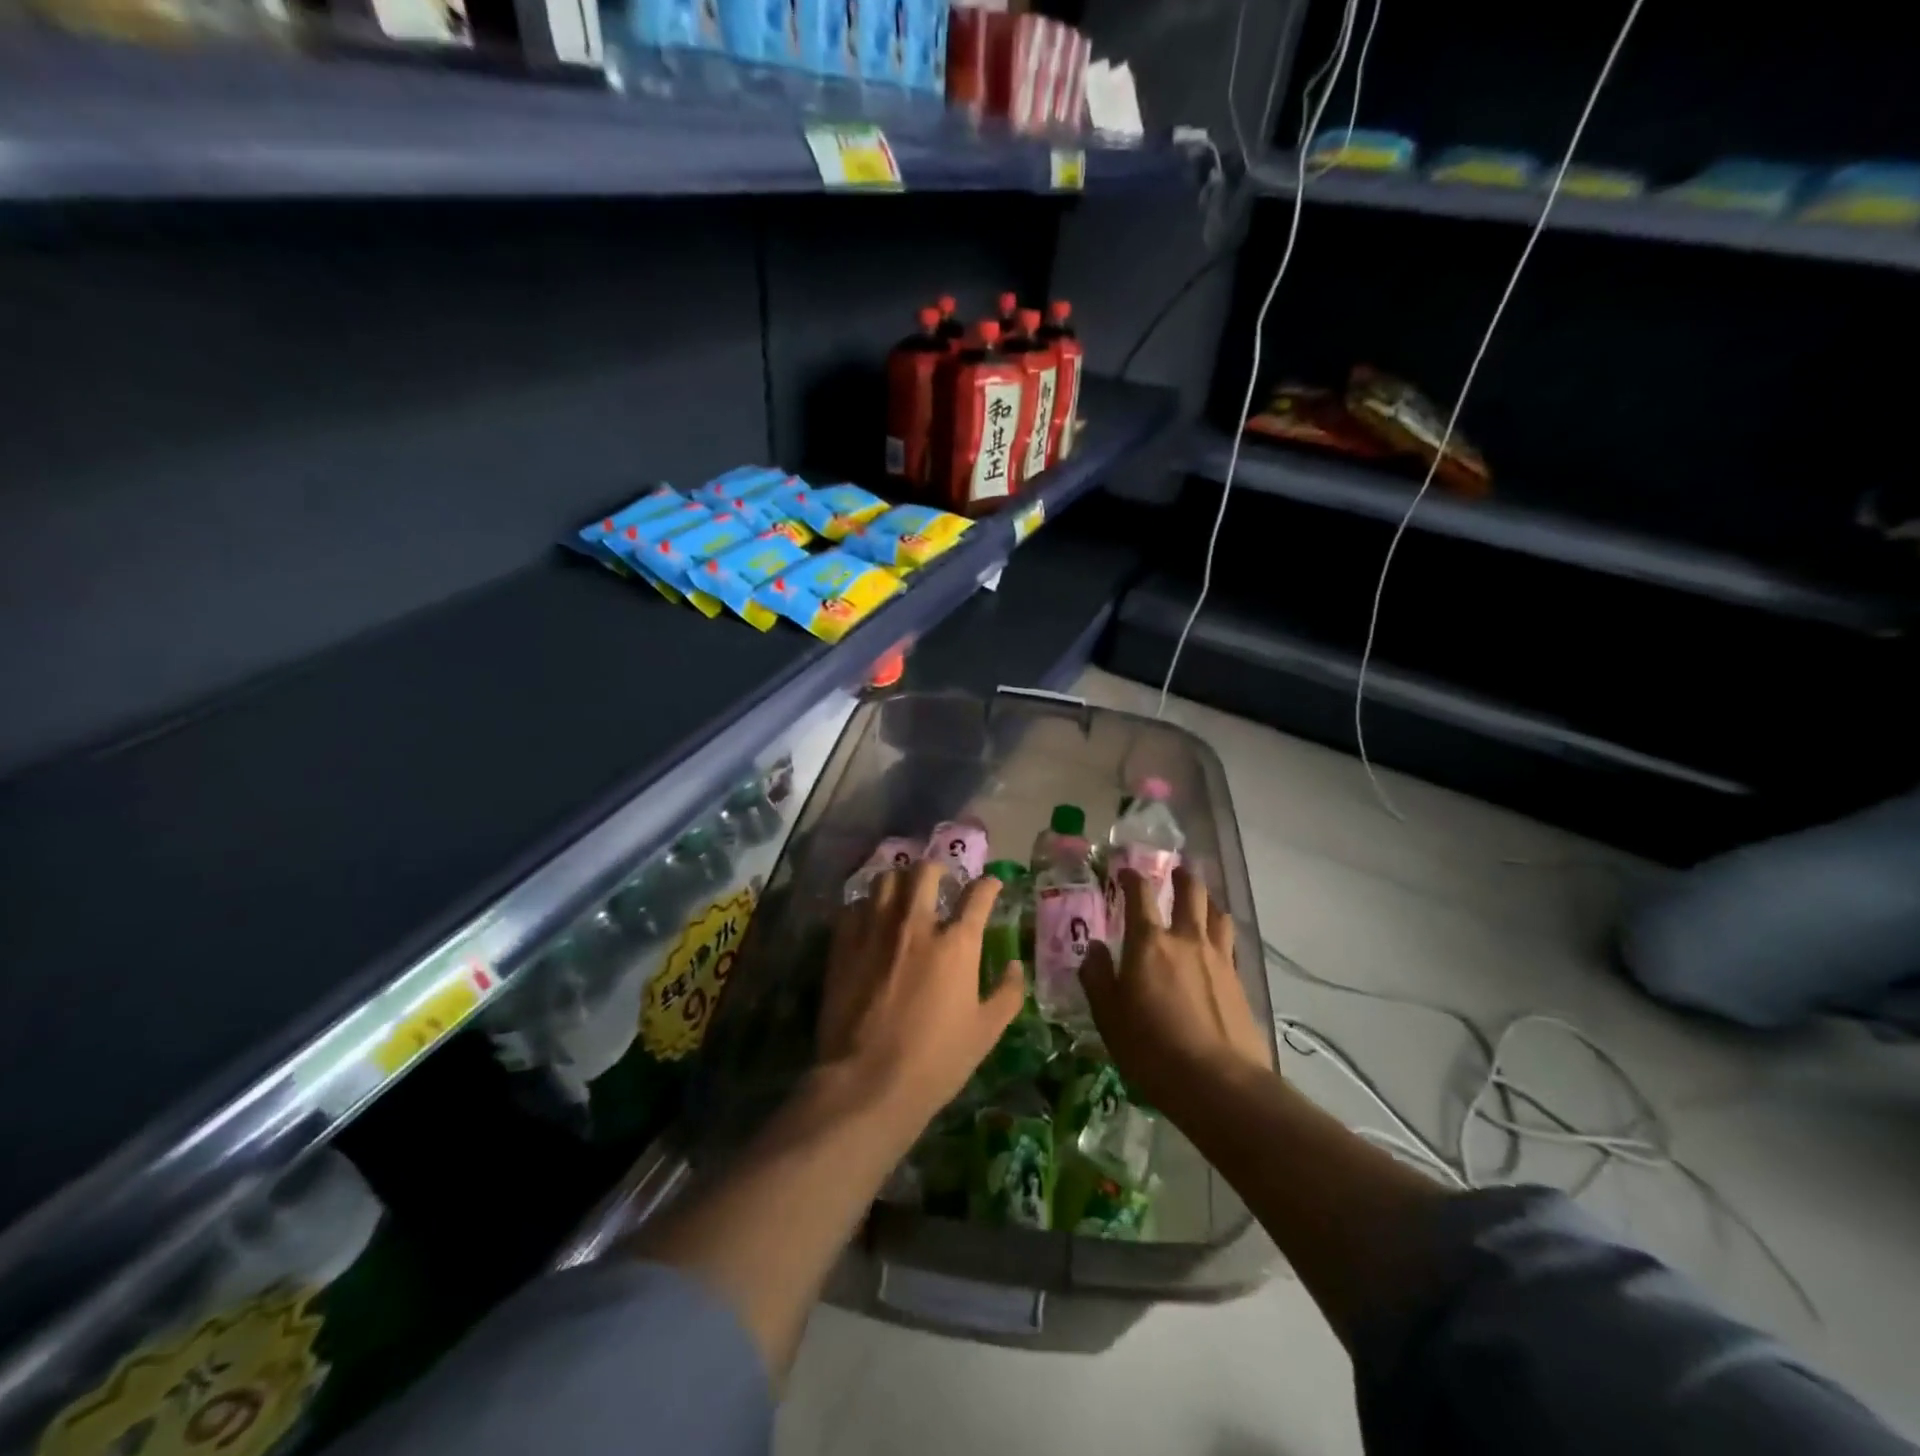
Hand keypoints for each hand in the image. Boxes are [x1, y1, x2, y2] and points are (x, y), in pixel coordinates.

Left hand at [819, 860, 1023, 1129]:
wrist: (867, 1082)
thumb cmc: (935, 1061)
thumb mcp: (986, 1033)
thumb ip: (1007, 994)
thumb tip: (1016, 967)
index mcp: (957, 943)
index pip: (978, 895)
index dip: (989, 885)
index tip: (992, 885)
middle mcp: (916, 924)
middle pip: (926, 872)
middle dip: (938, 870)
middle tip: (940, 883)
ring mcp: (875, 930)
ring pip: (886, 879)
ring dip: (899, 882)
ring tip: (902, 894)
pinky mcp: (843, 944)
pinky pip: (854, 906)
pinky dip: (866, 907)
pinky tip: (869, 921)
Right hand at [1078, 867, 1273, 1117]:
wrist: (1219, 1083)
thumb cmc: (1152, 1049)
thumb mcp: (1108, 1016)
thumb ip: (1097, 977)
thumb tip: (1094, 948)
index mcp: (1149, 943)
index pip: (1140, 894)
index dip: (1132, 877)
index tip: (1125, 871)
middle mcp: (1186, 939)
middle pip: (1191, 892)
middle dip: (1181, 877)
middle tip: (1174, 873)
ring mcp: (1218, 958)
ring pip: (1217, 913)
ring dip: (1207, 901)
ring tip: (1200, 904)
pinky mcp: (1239, 980)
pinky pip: (1229, 942)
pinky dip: (1221, 932)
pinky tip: (1216, 945)